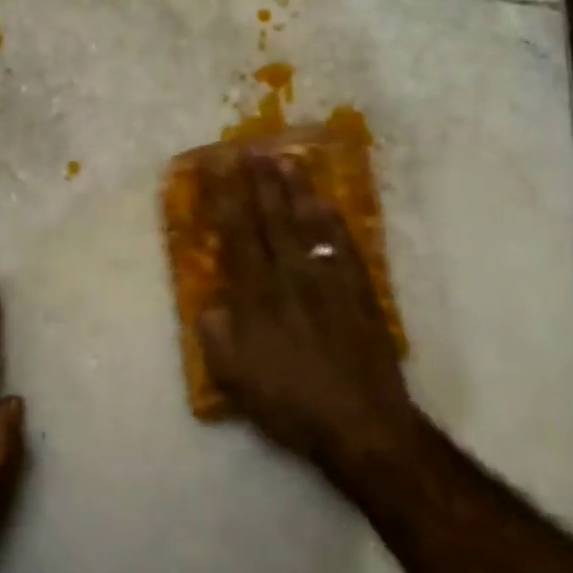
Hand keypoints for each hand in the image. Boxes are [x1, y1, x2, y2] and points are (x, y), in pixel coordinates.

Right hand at [196, 151, 413, 474]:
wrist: (361, 424)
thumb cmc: (290, 404)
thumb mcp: (235, 380)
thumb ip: (216, 338)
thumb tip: (210, 306)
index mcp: (257, 297)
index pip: (237, 234)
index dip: (226, 197)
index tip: (218, 166)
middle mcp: (291, 278)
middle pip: (272, 219)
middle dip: (259, 181)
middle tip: (251, 148)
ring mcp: (329, 281)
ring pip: (308, 224)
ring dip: (295, 190)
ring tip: (286, 158)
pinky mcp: (359, 292)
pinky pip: (344, 246)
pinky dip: (333, 221)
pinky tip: (326, 202)